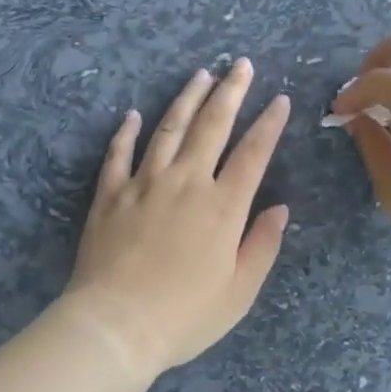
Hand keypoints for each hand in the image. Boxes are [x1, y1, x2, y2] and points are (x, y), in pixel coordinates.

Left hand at [63, 60, 290, 381]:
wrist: (115, 326)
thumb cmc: (184, 316)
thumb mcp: (239, 291)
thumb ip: (262, 245)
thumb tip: (280, 208)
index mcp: (222, 206)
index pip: (253, 153)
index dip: (269, 124)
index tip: (279, 100)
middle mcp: (185, 183)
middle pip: (212, 126)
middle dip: (230, 92)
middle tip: (241, 65)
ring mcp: (143, 184)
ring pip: (168, 129)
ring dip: (186, 99)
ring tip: (201, 75)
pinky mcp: (110, 194)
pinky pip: (118, 154)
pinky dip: (126, 132)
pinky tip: (133, 114)